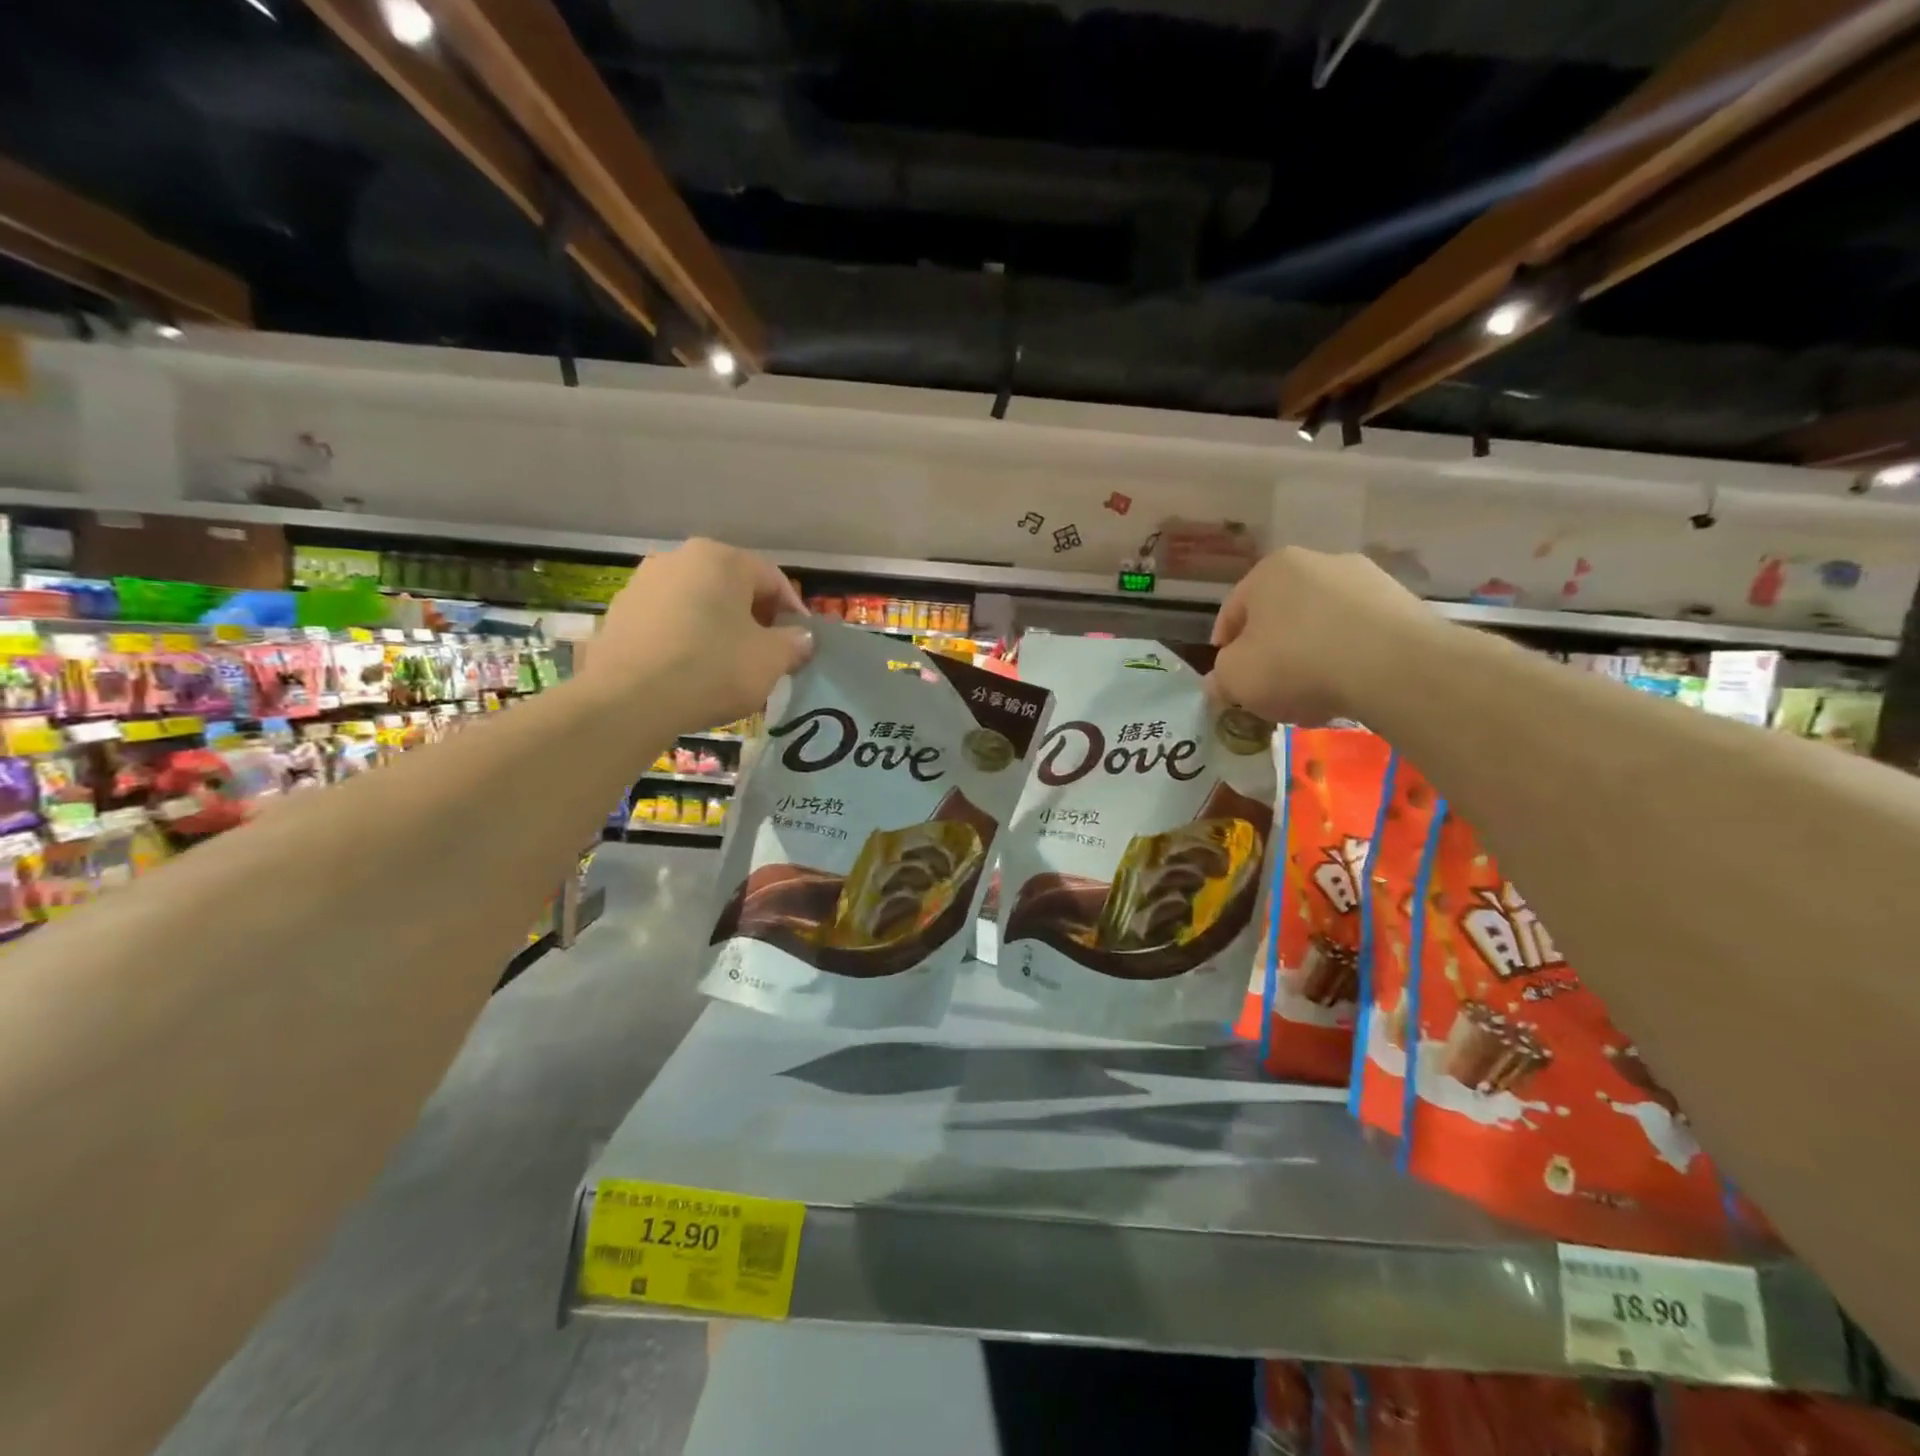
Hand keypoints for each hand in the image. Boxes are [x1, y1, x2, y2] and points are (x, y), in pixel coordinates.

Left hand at [586, 539, 812, 732]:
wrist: (629, 699)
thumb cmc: (713, 667)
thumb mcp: (771, 660)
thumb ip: (794, 643)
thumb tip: (801, 638)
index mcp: (721, 558)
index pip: (772, 579)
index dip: (794, 613)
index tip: (802, 644)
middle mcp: (678, 558)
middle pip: (732, 589)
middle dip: (754, 620)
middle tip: (768, 656)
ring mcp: (642, 585)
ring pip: (697, 606)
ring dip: (718, 630)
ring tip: (729, 668)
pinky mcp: (618, 616)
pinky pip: (667, 625)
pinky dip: (685, 642)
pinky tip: (691, 674)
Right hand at [1209, 547, 1439, 723]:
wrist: (1395, 668)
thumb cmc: (1297, 663)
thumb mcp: (1235, 678)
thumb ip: (1220, 677)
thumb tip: (1221, 682)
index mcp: (1269, 570)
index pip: (1232, 612)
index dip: (1224, 650)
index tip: (1228, 680)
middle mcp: (1318, 561)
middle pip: (1280, 615)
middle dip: (1271, 651)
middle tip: (1269, 690)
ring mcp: (1366, 579)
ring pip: (1321, 624)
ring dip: (1311, 654)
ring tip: (1312, 695)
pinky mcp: (1403, 604)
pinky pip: (1360, 635)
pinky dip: (1349, 658)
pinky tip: (1349, 688)